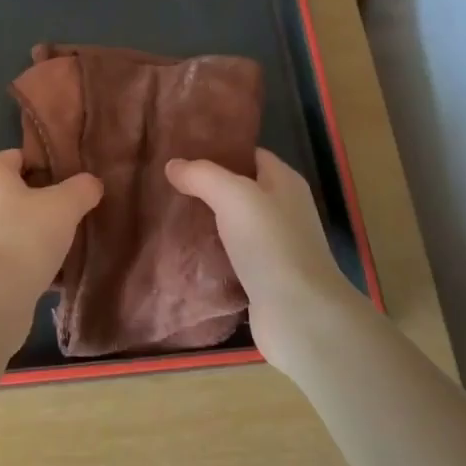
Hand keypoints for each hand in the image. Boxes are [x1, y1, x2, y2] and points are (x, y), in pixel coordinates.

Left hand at [0, 150, 102, 340]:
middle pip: (17, 191)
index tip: (74, 182)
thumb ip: (82, 188)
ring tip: (67, 243)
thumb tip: (91, 183)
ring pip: (13, 224)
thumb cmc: (25, 236)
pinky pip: (8, 253)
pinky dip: (27, 258)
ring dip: (37, 232)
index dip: (49, 165)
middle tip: (75, 212)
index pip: (21, 156)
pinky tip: (53, 271)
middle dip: (46, 201)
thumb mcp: (65, 206)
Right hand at [166, 149, 364, 379]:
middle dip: (206, 186)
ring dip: (206, 221)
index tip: (181, 151)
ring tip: (167, 213)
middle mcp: (283, 210)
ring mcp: (275, 246)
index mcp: (284, 182)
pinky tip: (183, 252)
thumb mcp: (234, 196)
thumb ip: (202, 176)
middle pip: (240, 189)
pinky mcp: (263, 277)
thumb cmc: (271, 244)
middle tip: (166, 183)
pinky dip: (210, 252)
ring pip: (233, 224)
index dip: (219, 150)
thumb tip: (173, 165)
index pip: (249, 154)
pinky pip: (231, 256)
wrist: (299, 315)